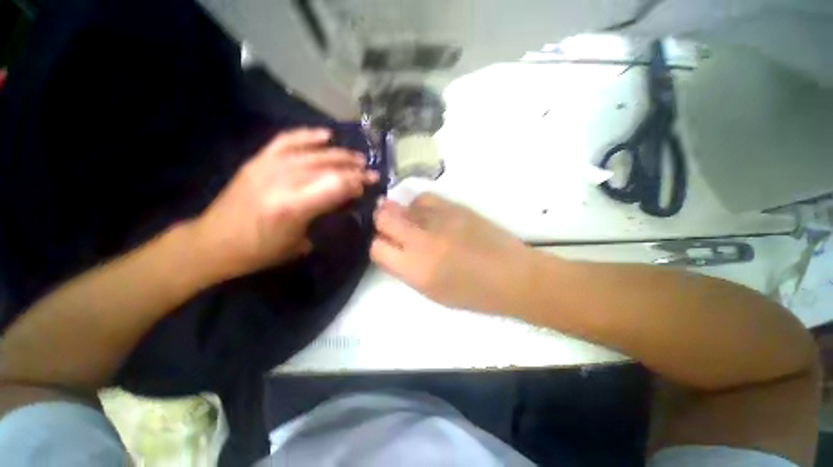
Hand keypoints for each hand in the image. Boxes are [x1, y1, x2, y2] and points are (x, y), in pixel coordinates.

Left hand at [192, 127, 377, 280]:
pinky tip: (326, 136)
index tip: (369, 185)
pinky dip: (308, 136)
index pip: (336, 185)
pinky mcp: (258, 161)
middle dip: (354, 169)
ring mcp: (268, 167)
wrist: (213, 242)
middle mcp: (282, 181)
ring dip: (339, 154)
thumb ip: (323, 218)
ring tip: (357, 157)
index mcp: (293, 207)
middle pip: (327, 167)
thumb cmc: (259, 251)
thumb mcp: (300, 243)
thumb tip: (342, 201)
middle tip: (370, 171)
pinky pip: (287, 141)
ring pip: (312, 153)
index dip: (357, 183)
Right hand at [371, 194, 534, 312]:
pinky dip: (419, 205)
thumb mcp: (432, 292)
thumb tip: (393, 248)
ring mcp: (438, 220)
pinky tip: (427, 214)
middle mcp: (422, 241)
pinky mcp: (454, 207)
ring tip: (412, 221)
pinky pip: (424, 198)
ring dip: (401, 213)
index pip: (377, 248)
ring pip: (402, 205)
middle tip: (390, 227)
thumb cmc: (472, 294)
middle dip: (382, 221)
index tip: (386, 246)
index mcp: (415, 270)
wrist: (511, 276)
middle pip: (384, 218)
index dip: (378, 245)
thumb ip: (407, 269)